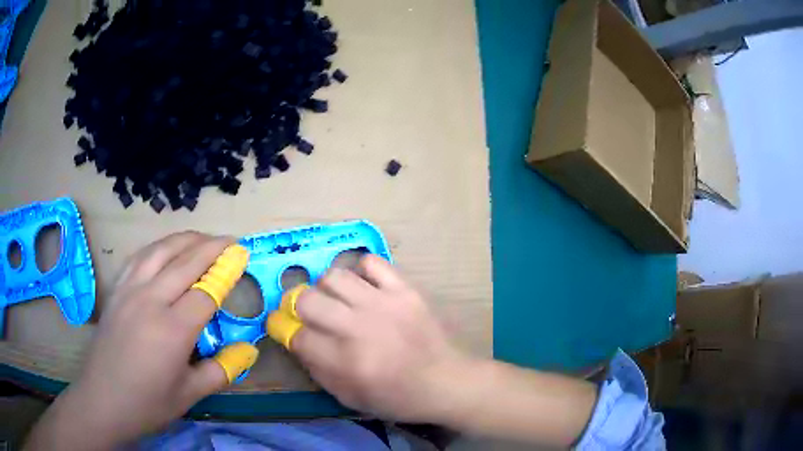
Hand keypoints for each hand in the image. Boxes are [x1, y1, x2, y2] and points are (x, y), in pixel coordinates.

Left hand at [26, 232, 257, 449]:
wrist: (103, 399)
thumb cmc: (148, 402)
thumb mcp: (190, 394)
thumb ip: (221, 371)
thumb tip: (248, 352)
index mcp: (172, 329)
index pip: (206, 291)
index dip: (226, 273)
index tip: (242, 256)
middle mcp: (151, 300)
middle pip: (185, 262)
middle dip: (211, 247)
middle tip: (230, 240)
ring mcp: (130, 290)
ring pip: (160, 251)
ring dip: (184, 240)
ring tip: (202, 237)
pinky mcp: (116, 290)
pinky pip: (139, 257)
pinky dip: (157, 247)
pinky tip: (164, 249)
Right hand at [290, 255, 469, 422]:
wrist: (446, 382)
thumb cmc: (397, 397)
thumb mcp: (350, 398)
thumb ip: (317, 370)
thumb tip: (297, 339)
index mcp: (346, 362)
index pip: (298, 336)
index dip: (286, 331)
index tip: (288, 329)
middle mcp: (360, 329)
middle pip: (307, 300)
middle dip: (298, 306)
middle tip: (307, 312)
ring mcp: (384, 304)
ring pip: (334, 276)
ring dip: (326, 288)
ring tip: (337, 300)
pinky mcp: (405, 290)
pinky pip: (372, 263)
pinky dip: (361, 271)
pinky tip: (365, 287)